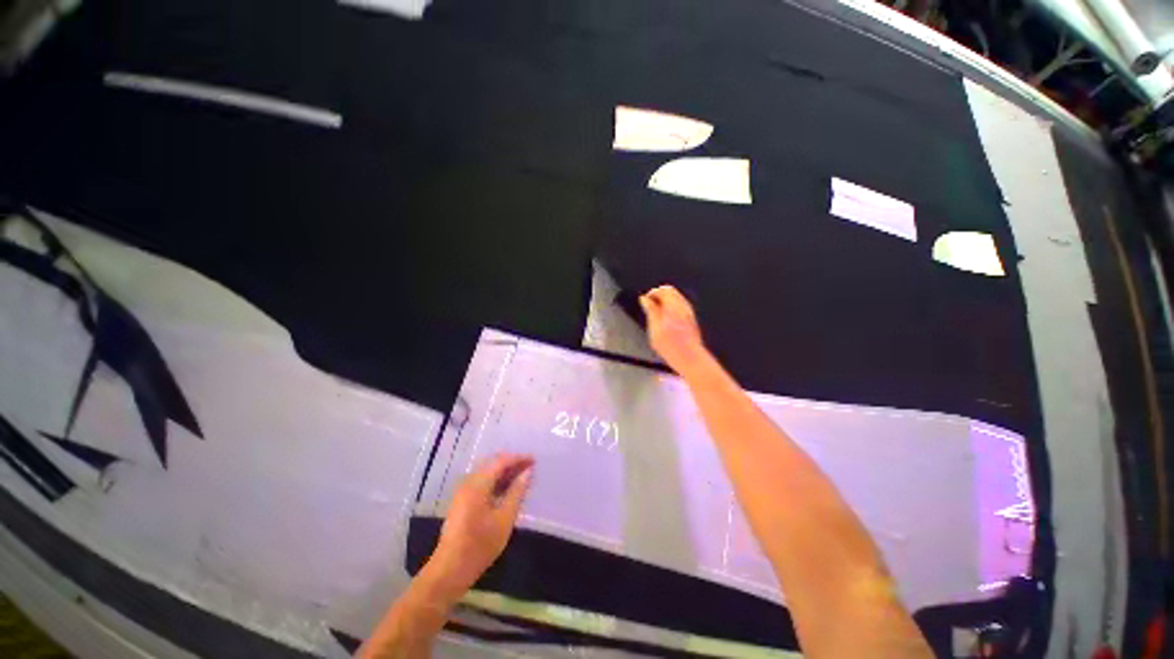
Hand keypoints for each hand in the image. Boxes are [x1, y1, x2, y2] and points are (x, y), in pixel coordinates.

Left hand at [427, 453, 533, 595]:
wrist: (450, 569)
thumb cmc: (480, 544)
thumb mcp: (505, 518)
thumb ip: (517, 492)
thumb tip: (528, 472)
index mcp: (478, 484)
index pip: (501, 461)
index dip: (519, 458)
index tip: (535, 460)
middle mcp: (469, 482)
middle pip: (493, 464)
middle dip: (512, 463)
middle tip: (530, 468)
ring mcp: (464, 491)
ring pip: (488, 473)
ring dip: (505, 472)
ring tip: (523, 478)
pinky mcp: (463, 501)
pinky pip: (483, 482)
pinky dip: (497, 481)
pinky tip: (508, 490)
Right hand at [640, 285, 708, 375]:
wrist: (690, 359)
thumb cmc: (671, 345)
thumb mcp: (654, 327)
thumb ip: (650, 310)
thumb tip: (644, 299)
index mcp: (674, 305)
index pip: (664, 290)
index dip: (652, 293)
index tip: (644, 302)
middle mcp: (684, 306)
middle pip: (671, 293)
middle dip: (659, 297)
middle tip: (649, 308)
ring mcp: (689, 314)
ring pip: (676, 301)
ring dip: (665, 304)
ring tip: (656, 317)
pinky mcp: (691, 321)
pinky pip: (680, 309)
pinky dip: (671, 311)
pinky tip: (665, 323)